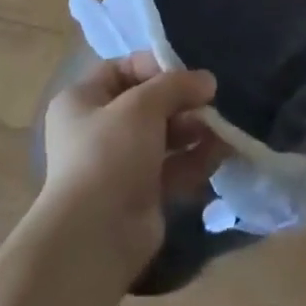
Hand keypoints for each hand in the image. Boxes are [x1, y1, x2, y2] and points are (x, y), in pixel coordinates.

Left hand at [38, 53, 224, 281]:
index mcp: (83, 100)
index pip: (122, 69)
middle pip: (147, 104)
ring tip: (223, 128)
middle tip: (212, 102)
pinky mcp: (140, 196)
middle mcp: (97, 130)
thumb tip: (207, 80)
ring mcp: (119, 165)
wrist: (94, 239)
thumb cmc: (109, 153)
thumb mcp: (143, 104)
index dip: (156, 66)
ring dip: (194, 129)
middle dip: (182, 102)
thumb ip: (176, 85)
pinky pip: (172, 168)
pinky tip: (222, 152)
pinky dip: (195, 159)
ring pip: (163, 137)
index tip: (188, 73)